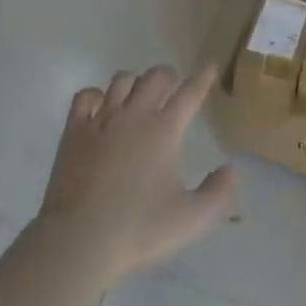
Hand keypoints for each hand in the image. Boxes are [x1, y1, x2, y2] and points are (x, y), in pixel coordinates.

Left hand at [36, 65, 237, 283]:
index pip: (190, 93)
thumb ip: (218, 193)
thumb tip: (230, 169)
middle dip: (168, 76)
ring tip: (138, 94)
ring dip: (135, 82)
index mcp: (164, 130)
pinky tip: (100, 106)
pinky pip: (85, 96)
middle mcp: (134, 115)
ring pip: (121, 80)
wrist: (79, 239)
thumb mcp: (191, 219)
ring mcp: (101, 119)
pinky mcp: (74, 130)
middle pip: (155, 76)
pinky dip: (96, 95)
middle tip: (172, 87)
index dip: (202, 78)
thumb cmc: (139, 229)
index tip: (210, 66)